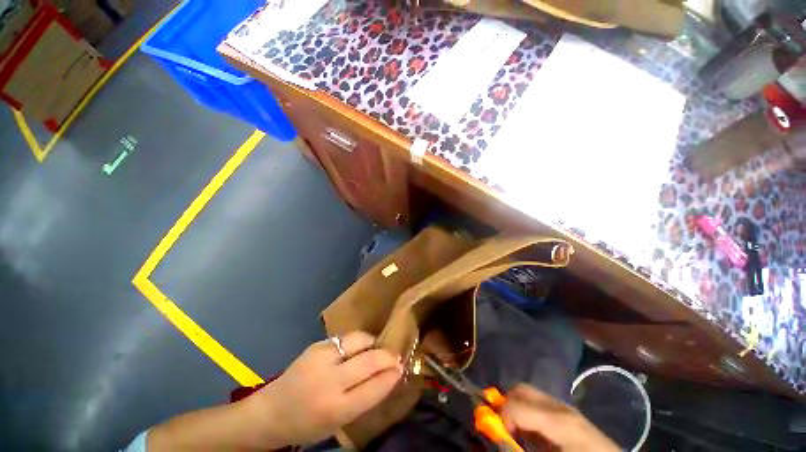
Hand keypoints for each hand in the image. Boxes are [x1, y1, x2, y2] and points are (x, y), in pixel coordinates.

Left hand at [250, 331, 402, 445]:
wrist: (270, 412)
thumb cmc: (308, 423)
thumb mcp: (338, 422)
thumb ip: (365, 398)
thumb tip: (389, 375)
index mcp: (336, 409)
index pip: (375, 387)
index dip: (392, 375)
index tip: (401, 367)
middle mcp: (329, 381)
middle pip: (370, 360)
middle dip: (388, 356)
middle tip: (395, 356)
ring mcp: (321, 358)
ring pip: (360, 340)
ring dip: (373, 343)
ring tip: (376, 349)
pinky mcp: (316, 345)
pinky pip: (346, 338)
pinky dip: (357, 342)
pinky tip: (358, 348)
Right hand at [500, 384, 618, 451]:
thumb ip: (522, 446)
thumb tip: (501, 438)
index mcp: (558, 420)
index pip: (516, 405)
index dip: (501, 418)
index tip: (499, 435)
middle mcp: (560, 406)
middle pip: (521, 389)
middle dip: (507, 404)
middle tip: (506, 428)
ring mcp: (566, 406)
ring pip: (529, 392)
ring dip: (518, 407)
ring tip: (520, 430)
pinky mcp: (569, 411)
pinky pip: (540, 401)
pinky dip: (529, 410)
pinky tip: (535, 430)